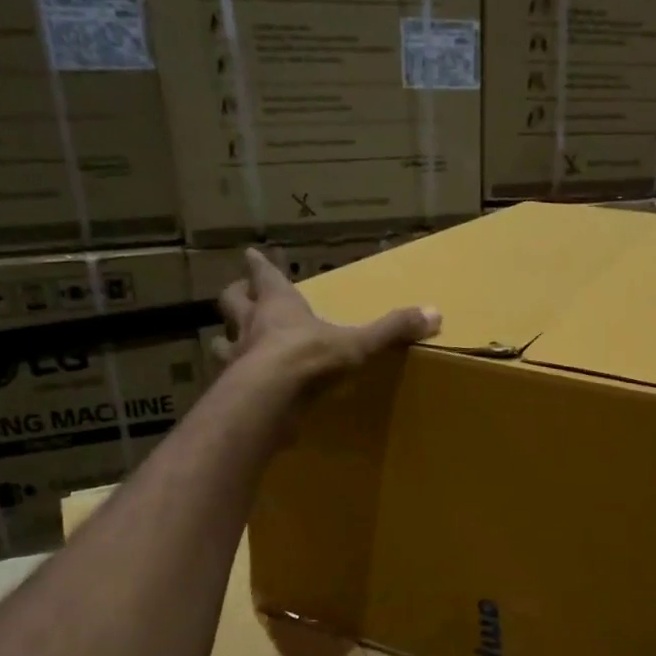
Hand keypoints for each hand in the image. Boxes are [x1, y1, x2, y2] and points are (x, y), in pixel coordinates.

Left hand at [214, 248, 440, 392]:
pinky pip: (227, 380)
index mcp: (280, 305)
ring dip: (227, 340)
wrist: (268, 400)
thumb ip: (392, 329)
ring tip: (233, 344)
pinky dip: (232, 381)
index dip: (259, 266)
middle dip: (237, 295)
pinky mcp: (231, 389)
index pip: (265, 275)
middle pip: (232, 301)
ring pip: (221, 341)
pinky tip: (241, 388)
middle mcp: (251, 325)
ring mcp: (236, 358)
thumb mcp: (358, 343)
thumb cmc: (310, 359)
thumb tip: (434, 313)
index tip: (251, 255)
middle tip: (240, 294)